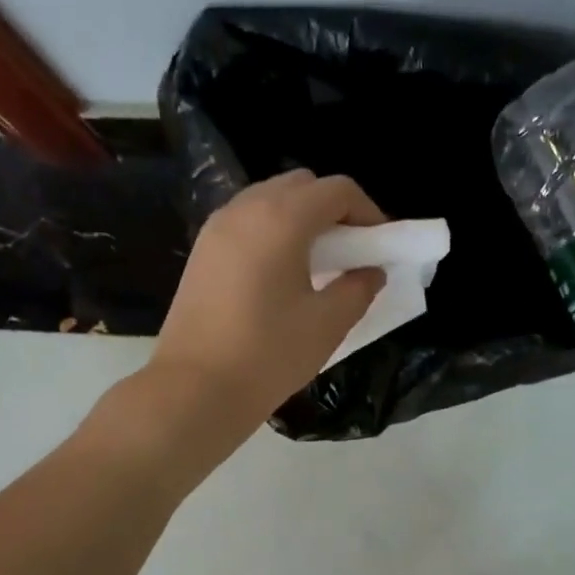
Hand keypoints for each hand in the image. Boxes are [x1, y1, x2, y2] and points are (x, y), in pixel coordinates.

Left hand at [149, 170, 385, 447]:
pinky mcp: (201, 251)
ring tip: (317, 264)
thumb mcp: (327, 324)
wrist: (194, 389)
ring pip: (269, 200)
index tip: (380, 246)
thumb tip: (370, 271)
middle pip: (301, 185)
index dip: (368, 211)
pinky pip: (246, 222)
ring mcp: (216, 228)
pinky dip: (272, 232)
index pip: (337, 190)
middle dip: (333, 209)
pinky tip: (280, 275)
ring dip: (300, 219)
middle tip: (351, 251)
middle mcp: (245, 209)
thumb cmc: (268, 355)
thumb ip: (358, 289)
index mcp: (281, 218)